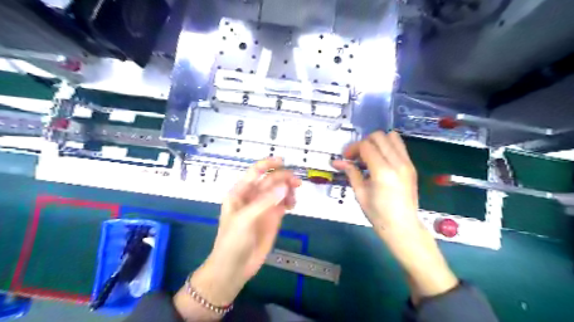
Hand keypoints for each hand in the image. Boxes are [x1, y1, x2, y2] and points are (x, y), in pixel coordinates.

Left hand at [173, 156, 300, 318]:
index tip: (283, 161)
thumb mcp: (245, 219)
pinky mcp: (272, 218)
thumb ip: (265, 201)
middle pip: (270, 180)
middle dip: (283, 178)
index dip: (268, 164)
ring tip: (294, 196)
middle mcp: (253, 196)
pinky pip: (283, 203)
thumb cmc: (233, 241)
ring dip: (288, 189)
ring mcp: (264, 207)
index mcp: (240, 192)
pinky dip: (289, 200)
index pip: (255, 172)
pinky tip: (293, 205)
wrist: (234, 268)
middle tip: (296, 183)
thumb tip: (284, 186)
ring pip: (279, 191)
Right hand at [329, 130, 420, 233]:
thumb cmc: (378, 214)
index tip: (346, 158)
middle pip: (379, 136)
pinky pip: (399, 147)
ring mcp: (407, 163)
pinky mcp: (412, 166)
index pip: (366, 146)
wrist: (403, 227)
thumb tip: (336, 162)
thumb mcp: (360, 193)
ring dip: (378, 142)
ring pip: (392, 137)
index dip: (352, 149)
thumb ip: (351, 172)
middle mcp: (397, 163)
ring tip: (370, 156)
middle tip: (357, 156)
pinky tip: (380, 161)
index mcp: (383, 171)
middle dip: (364, 142)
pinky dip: (387, 147)